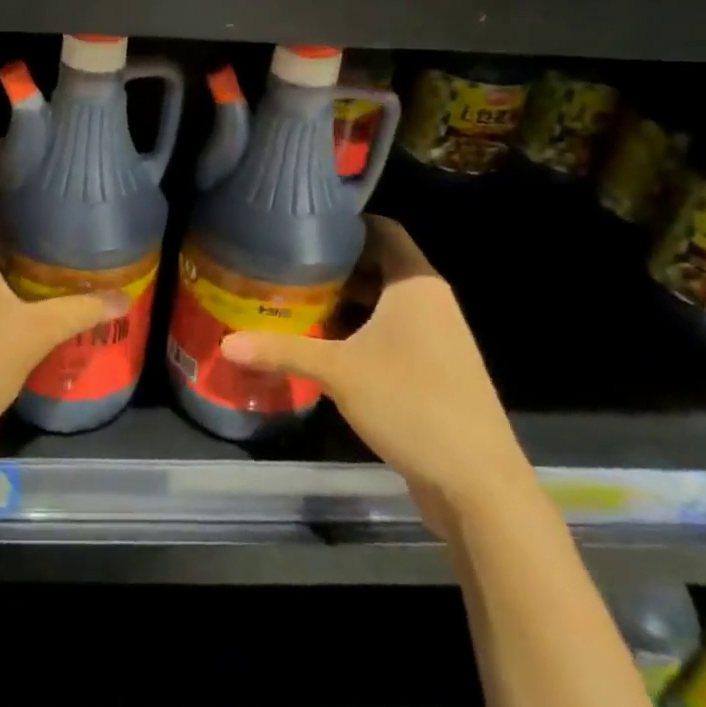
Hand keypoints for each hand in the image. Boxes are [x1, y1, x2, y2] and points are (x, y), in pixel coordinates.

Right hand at [219, 217, 531, 534]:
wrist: (478, 483)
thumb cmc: (411, 404)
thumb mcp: (338, 372)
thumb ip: (282, 351)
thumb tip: (226, 344)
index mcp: (416, 285)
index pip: (382, 229)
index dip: (345, 223)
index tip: (302, 226)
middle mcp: (431, 302)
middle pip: (379, 265)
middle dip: (335, 265)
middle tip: (285, 265)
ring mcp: (437, 338)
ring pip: (384, 303)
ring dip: (346, 302)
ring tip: (296, 300)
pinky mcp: (435, 370)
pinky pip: (392, 333)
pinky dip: (360, 331)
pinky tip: (325, 345)